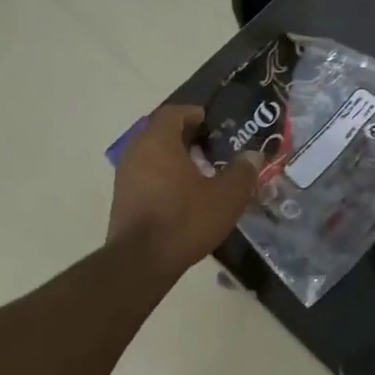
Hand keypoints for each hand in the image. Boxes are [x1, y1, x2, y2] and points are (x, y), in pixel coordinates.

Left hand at [107, 105, 261, 271]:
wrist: (140, 262)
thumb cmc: (184, 219)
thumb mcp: (225, 197)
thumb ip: (242, 172)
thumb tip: (253, 155)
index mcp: (158, 141)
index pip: (173, 112)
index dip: (194, 114)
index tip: (212, 123)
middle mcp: (136, 151)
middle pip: (161, 133)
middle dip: (186, 137)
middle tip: (212, 148)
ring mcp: (125, 176)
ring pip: (152, 155)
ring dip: (174, 159)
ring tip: (201, 173)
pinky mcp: (122, 199)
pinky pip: (145, 176)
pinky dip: (163, 177)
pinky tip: (183, 196)